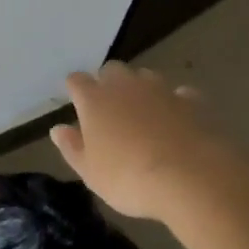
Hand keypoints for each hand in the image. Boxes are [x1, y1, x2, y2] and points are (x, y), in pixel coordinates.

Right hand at [51, 61, 228, 221]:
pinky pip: (178, 94)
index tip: (77, 105)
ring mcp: (160, 88)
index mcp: (94, 99)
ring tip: (145, 115)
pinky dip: (175, 104)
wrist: (191, 178)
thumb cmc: (130, 178)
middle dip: (108, 84)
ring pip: (144, 76)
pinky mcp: (191, 100)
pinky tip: (178, 121)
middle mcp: (125, 84)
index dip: (76, 90)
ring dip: (141, 90)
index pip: (76, 80)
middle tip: (111, 110)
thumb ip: (72, 147)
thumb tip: (57, 129)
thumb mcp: (91, 173)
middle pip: (111, 70)